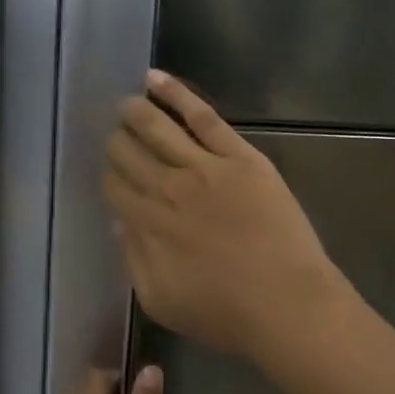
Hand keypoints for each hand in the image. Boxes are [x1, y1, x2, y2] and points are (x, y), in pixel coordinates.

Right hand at [103, 69, 345, 359]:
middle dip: (116, 143)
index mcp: (147, 225)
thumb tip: (120, 223)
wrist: (286, 304)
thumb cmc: (224, 313)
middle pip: (128, 153)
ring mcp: (204, 167)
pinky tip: (153, 80)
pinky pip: (202, 117)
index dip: (108, 176)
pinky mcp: (239, 156)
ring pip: (156, 128)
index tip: (110, 174)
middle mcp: (167, 188)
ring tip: (124, 103)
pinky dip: (176, 94)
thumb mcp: (160, 300)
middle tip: (114, 137)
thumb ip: (133, 259)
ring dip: (134, 113)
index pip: (114, 187)